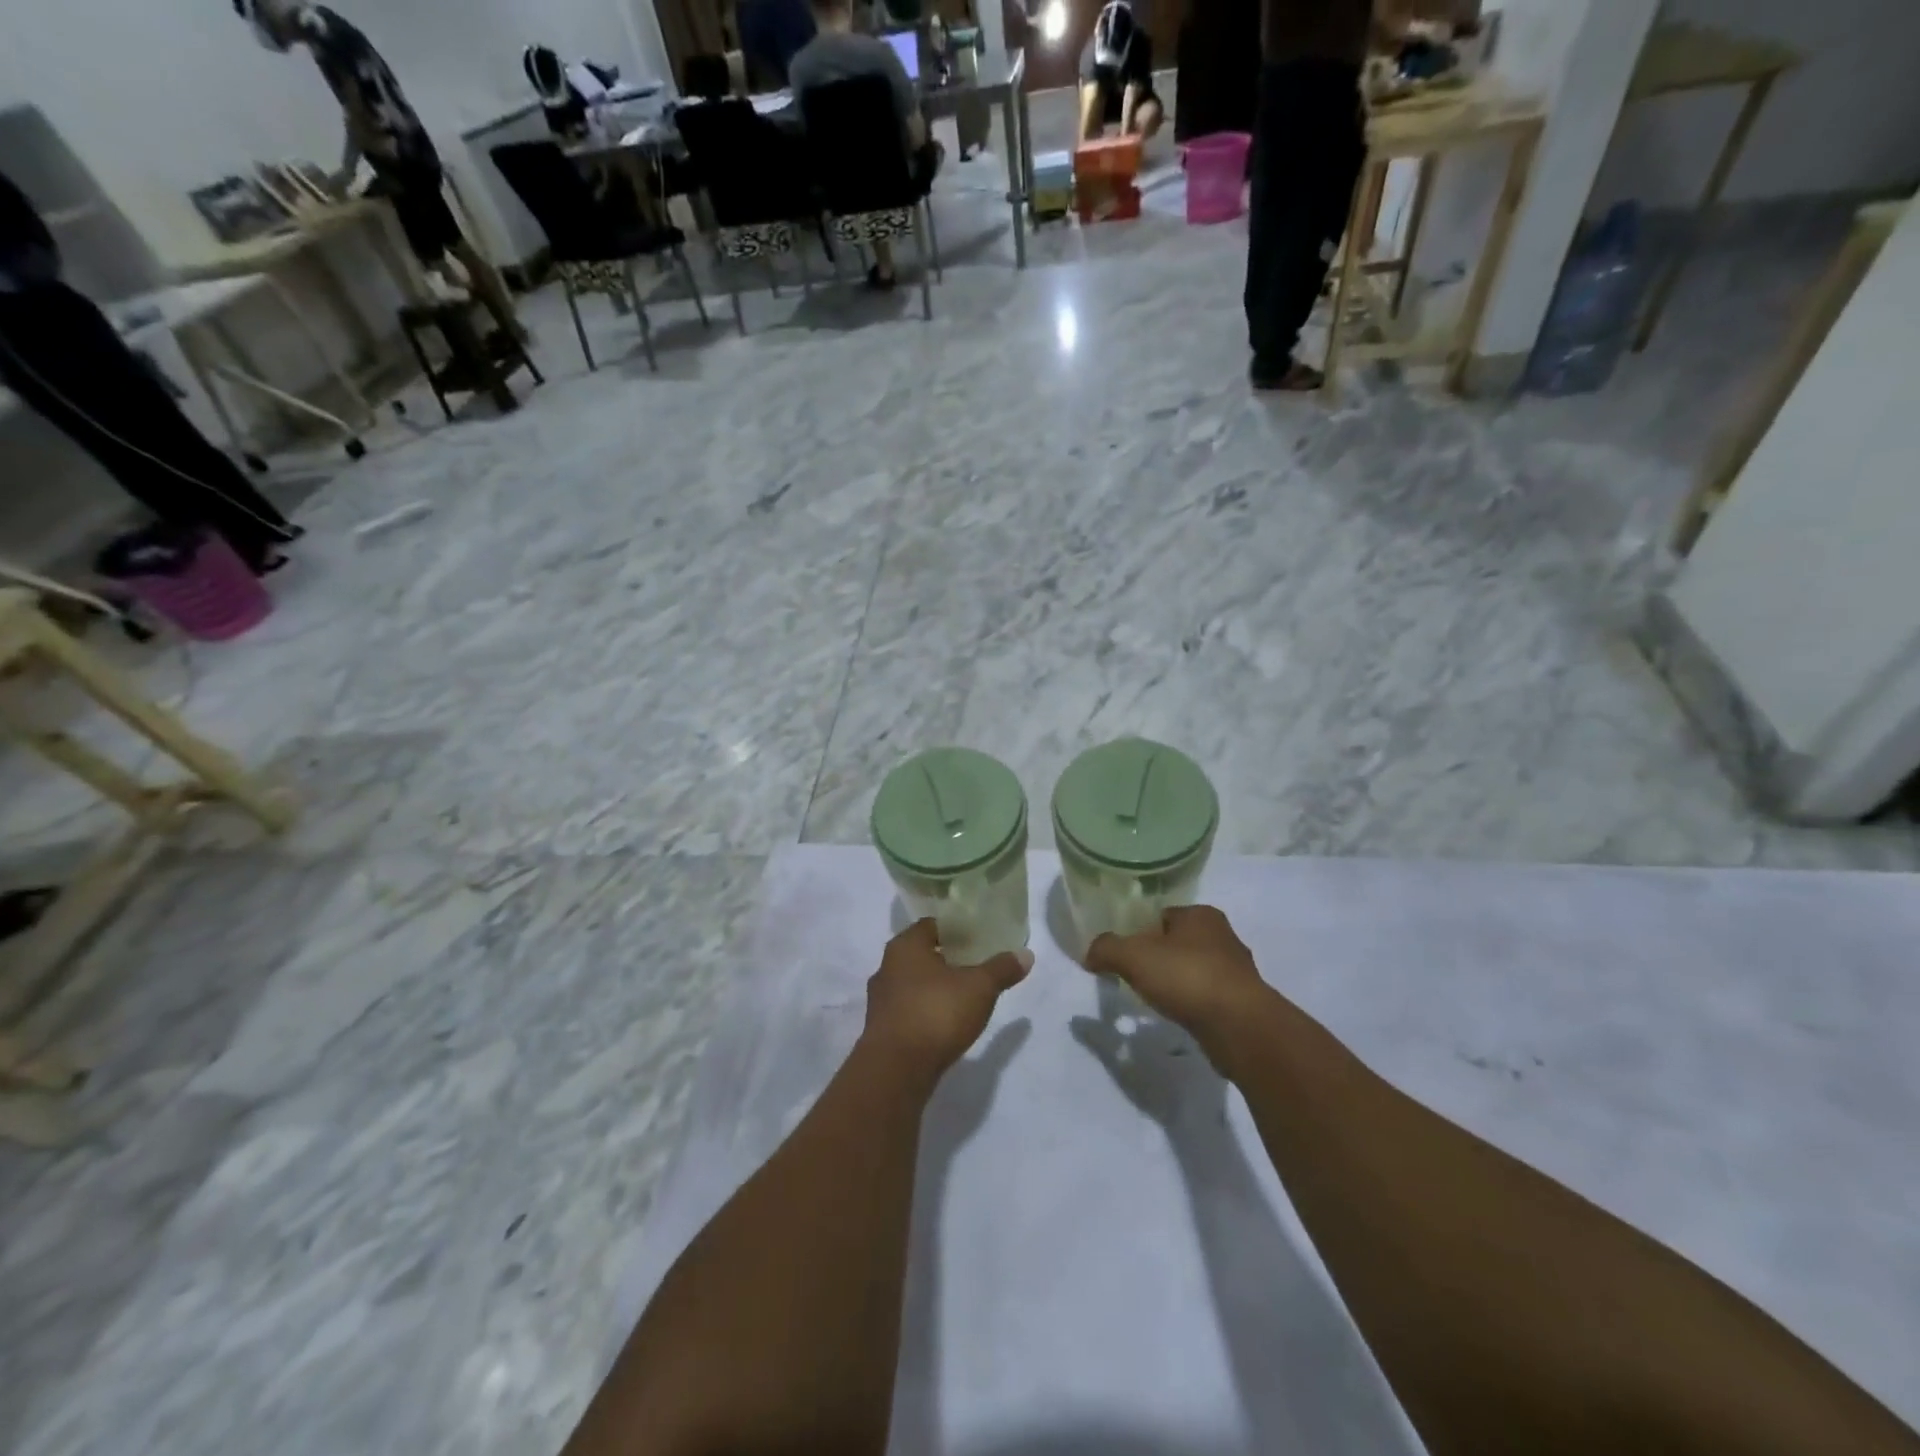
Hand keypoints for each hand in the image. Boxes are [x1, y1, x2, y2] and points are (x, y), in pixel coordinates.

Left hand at [861, 920, 1031, 1080]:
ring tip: (964, 996)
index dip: (956, 930)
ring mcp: (881, 1000)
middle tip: (976, 966)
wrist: (896, 1070)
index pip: (932, 926)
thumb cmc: (937, 1013)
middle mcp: (886, 967)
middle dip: (947, 960)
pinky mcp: (881, 1029)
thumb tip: (1025, 954)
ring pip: (913, 984)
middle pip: (922, 955)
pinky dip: (926, 1011)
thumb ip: (1001, 969)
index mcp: (905, 946)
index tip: (979, 939)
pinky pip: (908, 1010)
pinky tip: (946, 1023)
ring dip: (936, 988)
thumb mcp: (980, 987)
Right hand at [1085, 905, 1268, 1042]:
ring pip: (1194, 970)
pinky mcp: (1243, 1002)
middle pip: (1178, 942)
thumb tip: (1089, 954)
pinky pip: (1207, 996)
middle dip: (1158, 958)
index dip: (1140, 932)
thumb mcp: (1133, 956)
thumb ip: (1106, 949)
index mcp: (1201, 914)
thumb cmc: (1187, 977)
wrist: (1240, 1027)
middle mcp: (1223, 936)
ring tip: (1156, 1000)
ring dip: (1176, 982)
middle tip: (1136, 977)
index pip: (1162, 916)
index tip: (1125, 955)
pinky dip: (1191, 1004)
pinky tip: (1179, 1016)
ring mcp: (1237, 970)